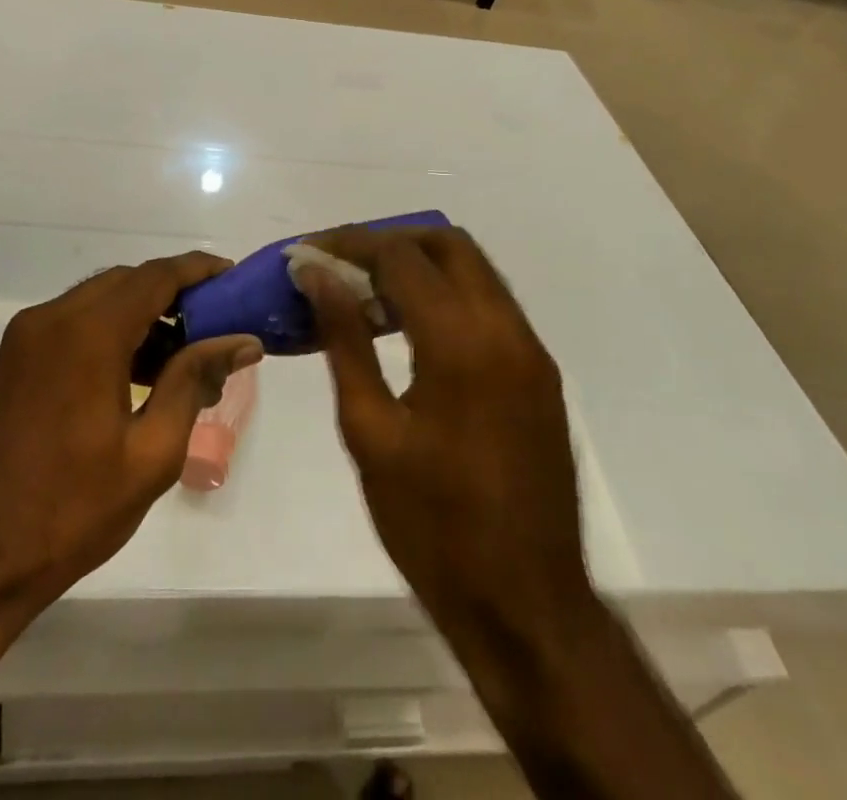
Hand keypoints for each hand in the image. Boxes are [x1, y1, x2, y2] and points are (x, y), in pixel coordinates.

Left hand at [0, 253, 263, 619]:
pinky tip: (140, 374)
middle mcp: (54, 318)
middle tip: (217, 326)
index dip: (199, 270)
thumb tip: (242, 341)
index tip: (235, 278)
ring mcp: (29, 336)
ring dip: (144, 313)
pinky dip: (113, 331)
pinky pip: (77, 322)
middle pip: (128, 281)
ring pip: (101, 299)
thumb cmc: (70, 510)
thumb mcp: (151, 452)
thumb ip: (195, 381)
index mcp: (88, 333)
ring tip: (186, 359)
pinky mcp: (17, 358)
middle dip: (175, 294)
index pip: (156, 277)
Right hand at [291, 228, 594, 692]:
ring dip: (420, 264)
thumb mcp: (370, 431)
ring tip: (365, 293)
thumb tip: (316, 275)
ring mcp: (530, 349)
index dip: (349, 244)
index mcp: (462, 342)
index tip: (308, 253)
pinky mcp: (538, 372)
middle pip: (447, 244)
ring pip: (473, 270)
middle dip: (389, 241)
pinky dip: (446, 295)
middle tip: (340, 265)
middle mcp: (506, 329)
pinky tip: (408, 329)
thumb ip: (344, 340)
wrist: (527, 605)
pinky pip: (489, 305)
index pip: (401, 257)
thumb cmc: (433, 525)